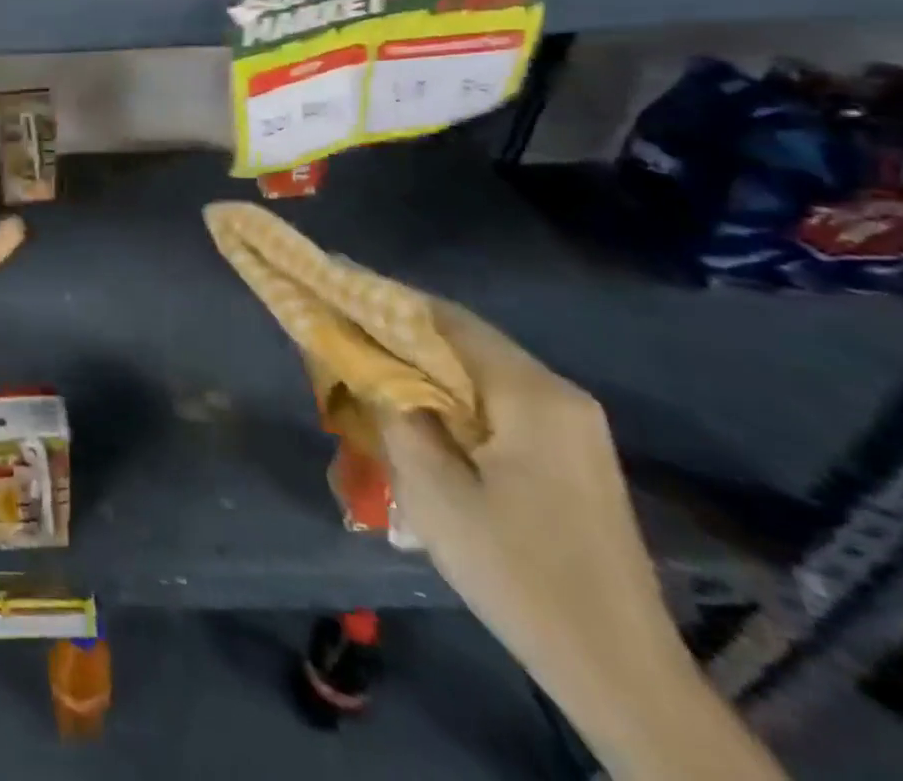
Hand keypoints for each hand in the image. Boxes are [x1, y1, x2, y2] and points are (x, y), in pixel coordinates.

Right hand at [381, 299, 783, 780]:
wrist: (619, 671)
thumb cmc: (517, 571)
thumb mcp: (433, 490)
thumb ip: (393, 411)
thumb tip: (366, 365)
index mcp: (532, 394)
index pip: (445, 318)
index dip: (384, 297)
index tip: (335, 283)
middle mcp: (560, 394)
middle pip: (465, 339)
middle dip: (399, 328)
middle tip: (342, 322)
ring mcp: (573, 426)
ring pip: (479, 369)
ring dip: (423, 361)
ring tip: (367, 359)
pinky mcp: (571, 454)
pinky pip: (497, 400)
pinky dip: (450, 391)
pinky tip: (416, 406)